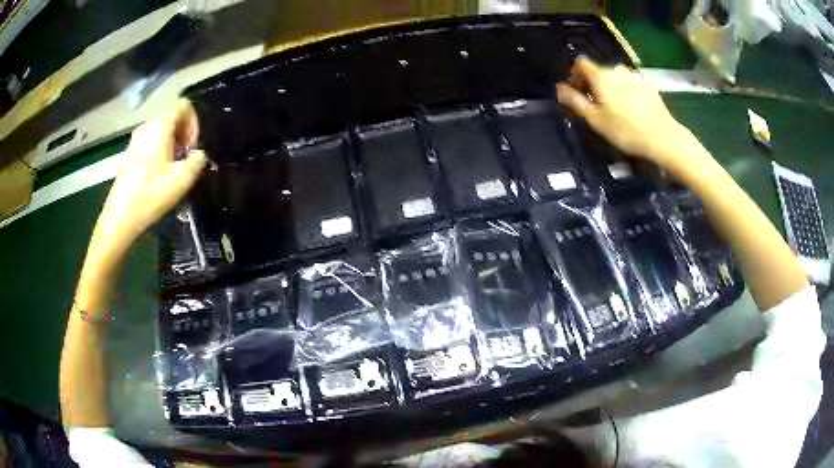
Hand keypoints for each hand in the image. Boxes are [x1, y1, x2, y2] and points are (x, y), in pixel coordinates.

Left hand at [91, 101, 206, 258]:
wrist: (120, 217)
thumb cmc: (151, 193)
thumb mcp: (183, 178)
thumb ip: (197, 160)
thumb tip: (198, 154)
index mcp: (160, 125)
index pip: (184, 106)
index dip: (194, 122)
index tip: (193, 147)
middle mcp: (147, 126)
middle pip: (172, 119)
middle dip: (183, 136)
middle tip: (186, 161)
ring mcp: (135, 140)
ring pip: (161, 132)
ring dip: (172, 146)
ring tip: (174, 170)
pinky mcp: (129, 154)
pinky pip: (150, 144)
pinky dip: (159, 153)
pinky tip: (159, 177)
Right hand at [556, 56, 688, 165]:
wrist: (663, 137)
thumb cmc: (626, 131)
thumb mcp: (595, 120)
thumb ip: (575, 101)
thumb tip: (559, 88)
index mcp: (601, 76)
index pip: (580, 62)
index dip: (574, 74)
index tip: (576, 91)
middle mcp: (616, 70)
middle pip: (598, 70)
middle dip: (592, 84)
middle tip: (595, 105)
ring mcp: (634, 76)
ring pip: (614, 76)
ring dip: (610, 87)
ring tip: (615, 108)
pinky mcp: (648, 84)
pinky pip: (630, 82)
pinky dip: (625, 90)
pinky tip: (631, 109)